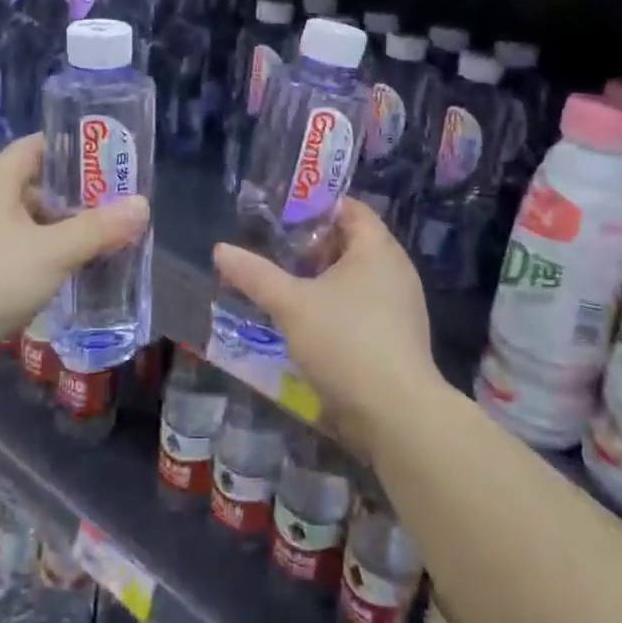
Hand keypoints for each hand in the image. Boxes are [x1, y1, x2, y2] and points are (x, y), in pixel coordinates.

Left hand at [0, 135, 148, 388]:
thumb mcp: (52, 251)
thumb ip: (97, 229)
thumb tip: (142, 205)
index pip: (29, 149)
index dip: (62, 145)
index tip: (99, 153)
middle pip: (32, 191)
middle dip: (71, 197)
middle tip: (112, 205)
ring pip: (26, 231)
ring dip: (59, 235)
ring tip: (99, 242)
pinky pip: (17, 264)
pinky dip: (44, 267)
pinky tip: (68, 279)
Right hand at [211, 199, 439, 460]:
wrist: (396, 415)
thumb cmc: (345, 342)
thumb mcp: (291, 304)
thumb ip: (255, 274)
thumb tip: (220, 249)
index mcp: (377, 247)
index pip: (349, 208)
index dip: (315, 207)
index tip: (280, 218)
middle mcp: (395, 269)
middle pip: (351, 242)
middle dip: (312, 247)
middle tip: (274, 253)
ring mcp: (401, 305)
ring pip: (356, 278)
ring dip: (322, 281)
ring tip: (284, 288)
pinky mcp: (398, 337)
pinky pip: (363, 306)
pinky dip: (336, 307)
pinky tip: (307, 324)